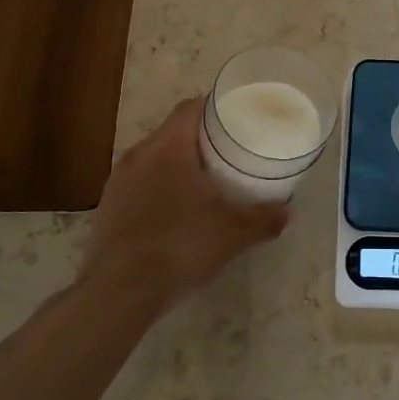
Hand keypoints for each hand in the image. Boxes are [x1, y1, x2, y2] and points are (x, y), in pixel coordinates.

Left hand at [82, 99, 289, 314]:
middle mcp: (139, 154)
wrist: (119, 292)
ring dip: (178, 164)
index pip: (191, 107)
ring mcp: (118, 181)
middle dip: (201, 138)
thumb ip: (264, 219)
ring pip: (154, 158)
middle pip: (173, 131)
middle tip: (229, 151)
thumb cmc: (180, 247)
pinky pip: (139, 183)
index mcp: (168, 147)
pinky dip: (159, 187)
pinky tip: (175, 211)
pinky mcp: (108, 206)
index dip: (215, 107)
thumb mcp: (233, 234)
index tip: (237, 117)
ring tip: (204, 181)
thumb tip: (290, 212)